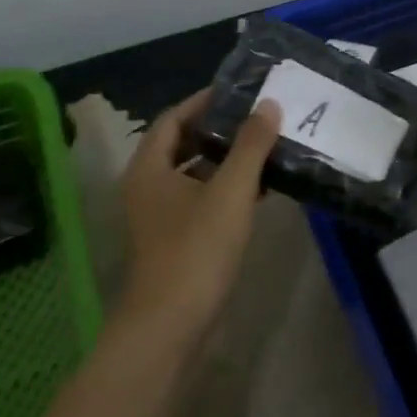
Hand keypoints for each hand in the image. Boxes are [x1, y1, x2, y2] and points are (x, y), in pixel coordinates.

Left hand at [119, 89, 281, 352]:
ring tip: (264, 146)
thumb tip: (269, 105)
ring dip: (225, 160)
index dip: (204, 101)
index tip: (240, 92)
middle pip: (182, 144)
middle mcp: (147, 187)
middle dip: (219, 129)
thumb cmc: (197, 249)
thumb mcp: (231, 191)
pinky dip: (225, 188)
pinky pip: (200, 199)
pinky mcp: (175, 239)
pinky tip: (258, 189)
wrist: (171, 325)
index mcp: (149, 168)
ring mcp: (159, 216)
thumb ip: (251, 145)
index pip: (173, 118)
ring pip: (193, 173)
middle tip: (257, 116)